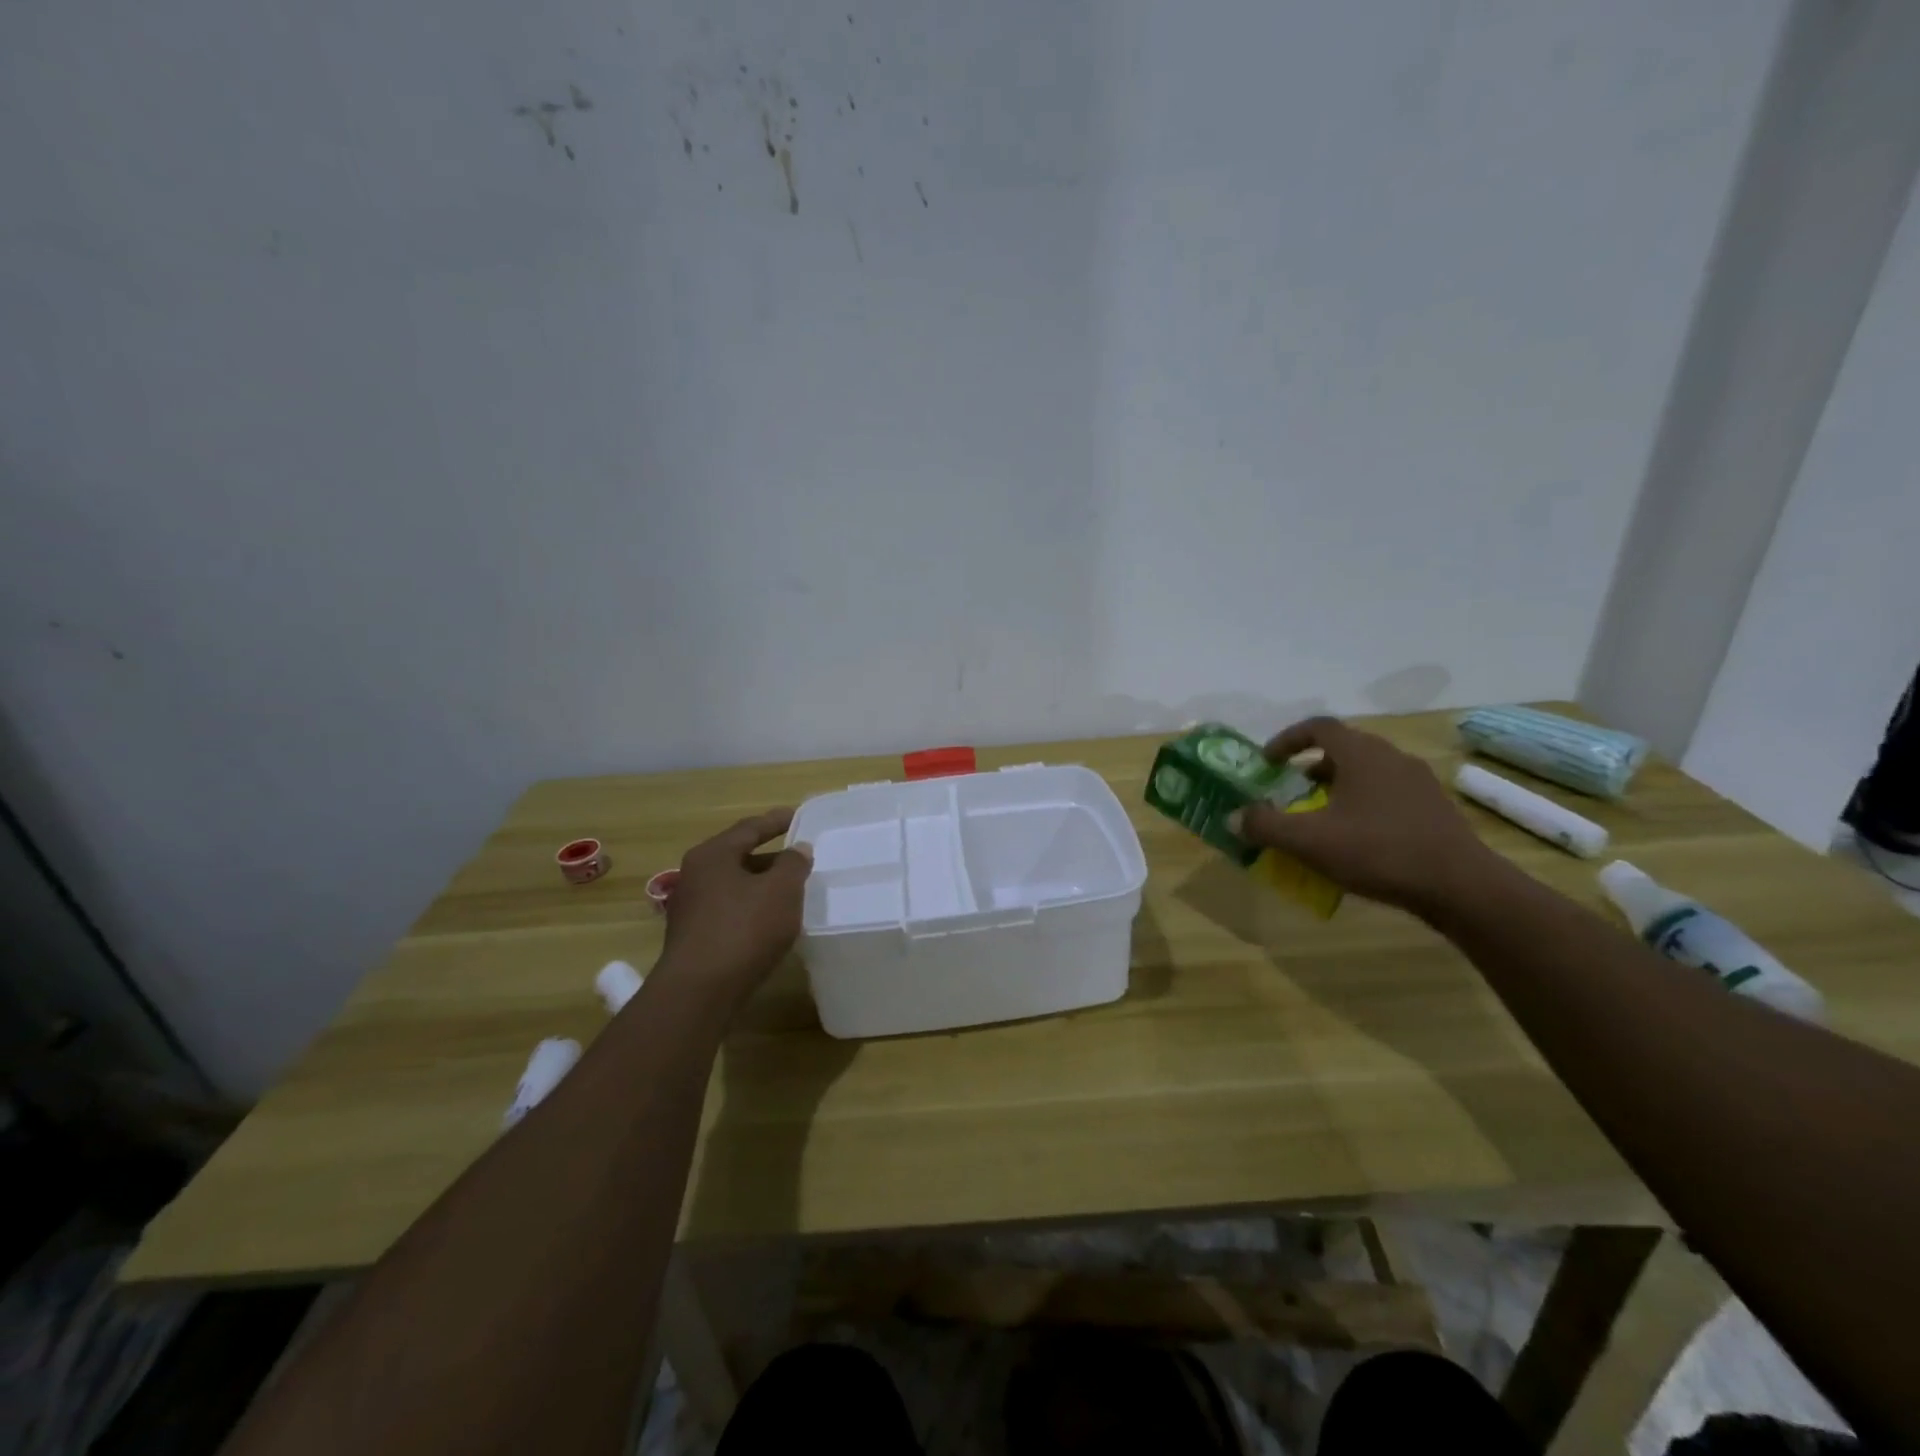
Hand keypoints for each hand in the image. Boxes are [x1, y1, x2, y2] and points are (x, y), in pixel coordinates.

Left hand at [658, 809, 812, 1000]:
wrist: (698, 993)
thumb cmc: (743, 930)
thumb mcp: (781, 891)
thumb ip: (794, 864)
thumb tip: (798, 848)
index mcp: (713, 854)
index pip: (750, 828)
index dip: (776, 821)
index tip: (798, 816)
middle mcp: (696, 875)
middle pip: (739, 856)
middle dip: (771, 857)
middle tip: (800, 859)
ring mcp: (691, 907)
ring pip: (735, 886)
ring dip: (762, 885)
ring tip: (791, 891)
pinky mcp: (694, 936)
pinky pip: (729, 910)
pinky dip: (752, 908)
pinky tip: (771, 922)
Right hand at [1229, 717, 1500, 916]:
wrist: (1461, 886)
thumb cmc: (1378, 852)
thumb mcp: (1310, 842)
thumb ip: (1266, 826)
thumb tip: (1233, 817)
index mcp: (1361, 754)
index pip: (1318, 727)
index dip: (1288, 739)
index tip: (1268, 761)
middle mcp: (1391, 757)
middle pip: (1344, 747)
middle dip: (1312, 765)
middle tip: (1291, 788)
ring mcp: (1418, 781)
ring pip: (1368, 770)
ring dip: (1338, 783)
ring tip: (1321, 813)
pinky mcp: (1434, 807)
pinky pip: (1388, 791)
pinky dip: (1363, 801)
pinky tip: (1357, 835)